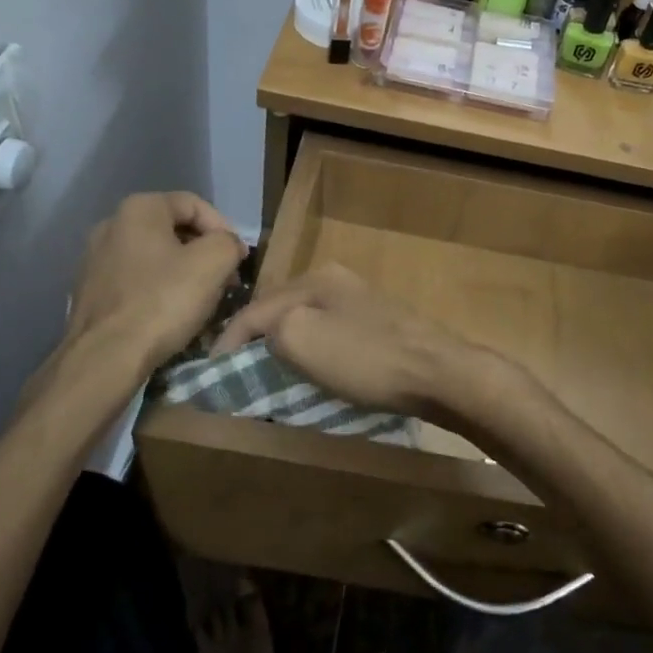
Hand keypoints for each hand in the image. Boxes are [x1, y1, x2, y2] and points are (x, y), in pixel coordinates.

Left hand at [66, 192, 246, 369]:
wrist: (106, 357)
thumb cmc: (163, 301)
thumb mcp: (214, 263)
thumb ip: (229, 242)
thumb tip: (228, 246)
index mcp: (139, 209)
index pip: (194, 205)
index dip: (223, 229)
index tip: (238, 259)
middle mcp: (111, 225)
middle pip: (173, 230)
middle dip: (204, 252)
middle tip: (225, 279)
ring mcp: (95, 258)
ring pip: (155, 256)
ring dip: (184, 272)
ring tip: (203, 299)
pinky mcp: (90, 290)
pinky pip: (137, 279)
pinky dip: (159, 289)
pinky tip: (171, 313)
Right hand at [210, 263, 478, 417]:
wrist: (440, 373)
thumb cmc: (367, 358)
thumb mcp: (302, 339)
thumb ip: (271, 330)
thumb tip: (267, 336)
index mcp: (316, 278)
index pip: (256, 307)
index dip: (229, 339)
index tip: (212, 372)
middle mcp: (338, 281)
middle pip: (282, 310)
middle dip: (257, 339)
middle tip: (238, 372)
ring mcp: (363, 302)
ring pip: (308, 322)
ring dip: (286, 347)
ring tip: (270, 374)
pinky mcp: (382, 325)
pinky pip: (332, 336)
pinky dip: (314, 353)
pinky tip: (315, 372)